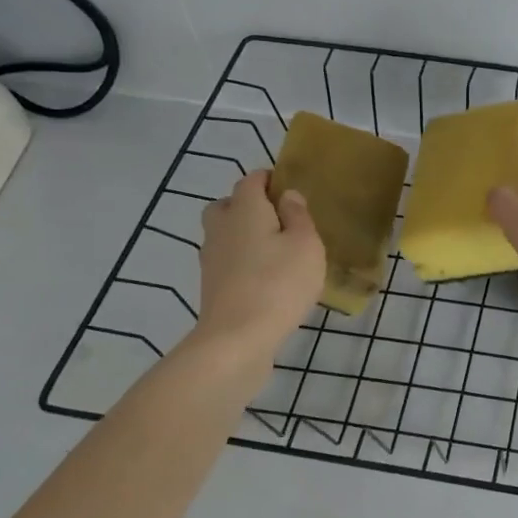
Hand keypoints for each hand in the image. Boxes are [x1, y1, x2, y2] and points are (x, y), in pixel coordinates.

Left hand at [191, 171, 323, 356]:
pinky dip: (242, 261)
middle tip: (278, 219)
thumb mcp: (306, 245)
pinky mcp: (211, 286)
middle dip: (249, 205)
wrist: (237, 338)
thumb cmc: (279, 283)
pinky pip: (227, 261)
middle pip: (228, 205)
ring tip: (275, 251)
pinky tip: (265, 278)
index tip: (289, 188)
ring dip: (244, 235)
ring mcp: (211, 258)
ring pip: (225, 234)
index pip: (251, 181)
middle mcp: (222, 227)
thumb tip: (287, 195)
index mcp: (246, 210)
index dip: (269, 179)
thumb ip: (298, 216)